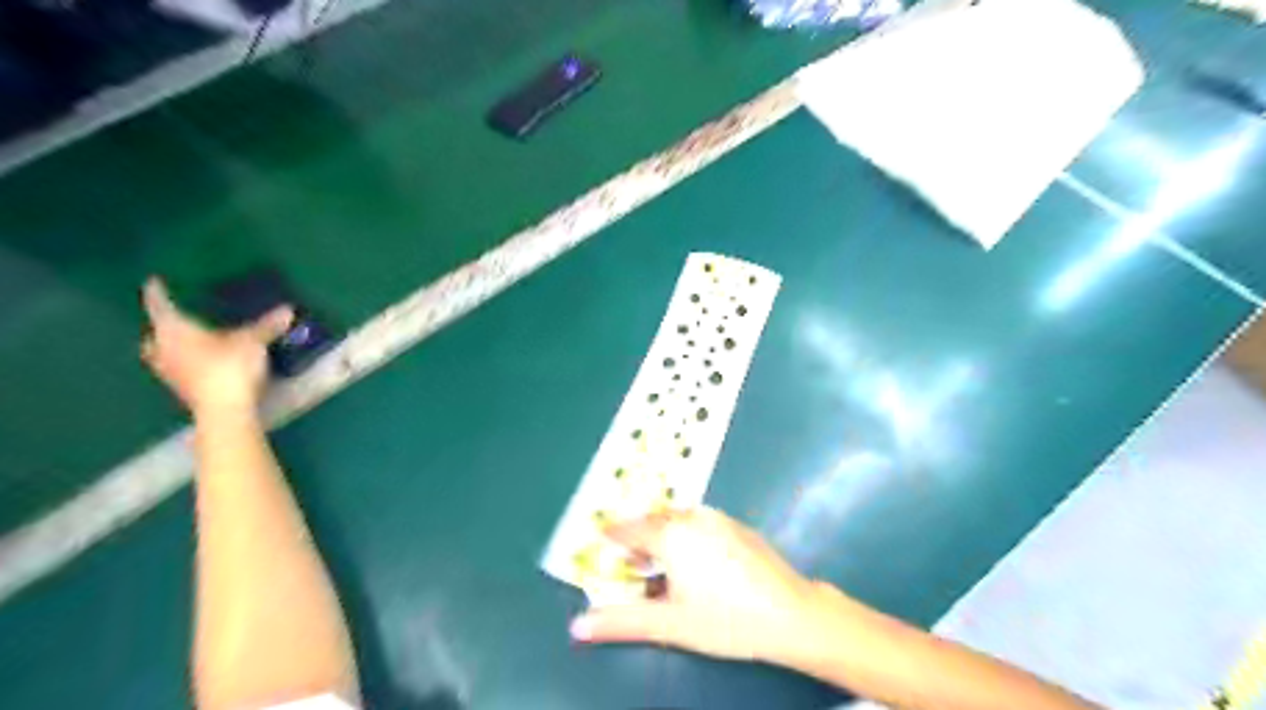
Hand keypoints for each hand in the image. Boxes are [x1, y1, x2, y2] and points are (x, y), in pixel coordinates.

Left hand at [137, 274, 290, 412]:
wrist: (224, 409)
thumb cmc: (229, 367)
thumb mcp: (253, 342)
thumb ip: (266, 326)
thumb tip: (288, 309)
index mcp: (173, 330)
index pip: (160, 304)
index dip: (157, 292)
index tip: (154, 281)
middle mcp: (162, 348)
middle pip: (155, 333)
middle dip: (163, 325)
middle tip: (176, 318)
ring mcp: (168, 371)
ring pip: (162, 353)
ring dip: (171, 347)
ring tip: (186, 342)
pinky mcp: (181, 389)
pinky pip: (177, 369)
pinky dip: (185, 363)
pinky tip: (201, 363)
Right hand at [571, 505, 833, 666]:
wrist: (791, 613)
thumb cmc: (726, 620)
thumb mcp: (670, 624)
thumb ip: (622, 622)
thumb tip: (578, 626)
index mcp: (671, 536)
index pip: (629, 530)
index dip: (613, 536)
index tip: (600, 540)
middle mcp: (692, 518)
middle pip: (654, 522)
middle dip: (639, 539)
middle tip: (633, 563)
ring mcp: (718, 518)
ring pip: (679, 520)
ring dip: (664, 536)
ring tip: (664, 567)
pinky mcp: (738, 525)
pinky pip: (701, 523)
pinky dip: (688, 536)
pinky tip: (699, 564)